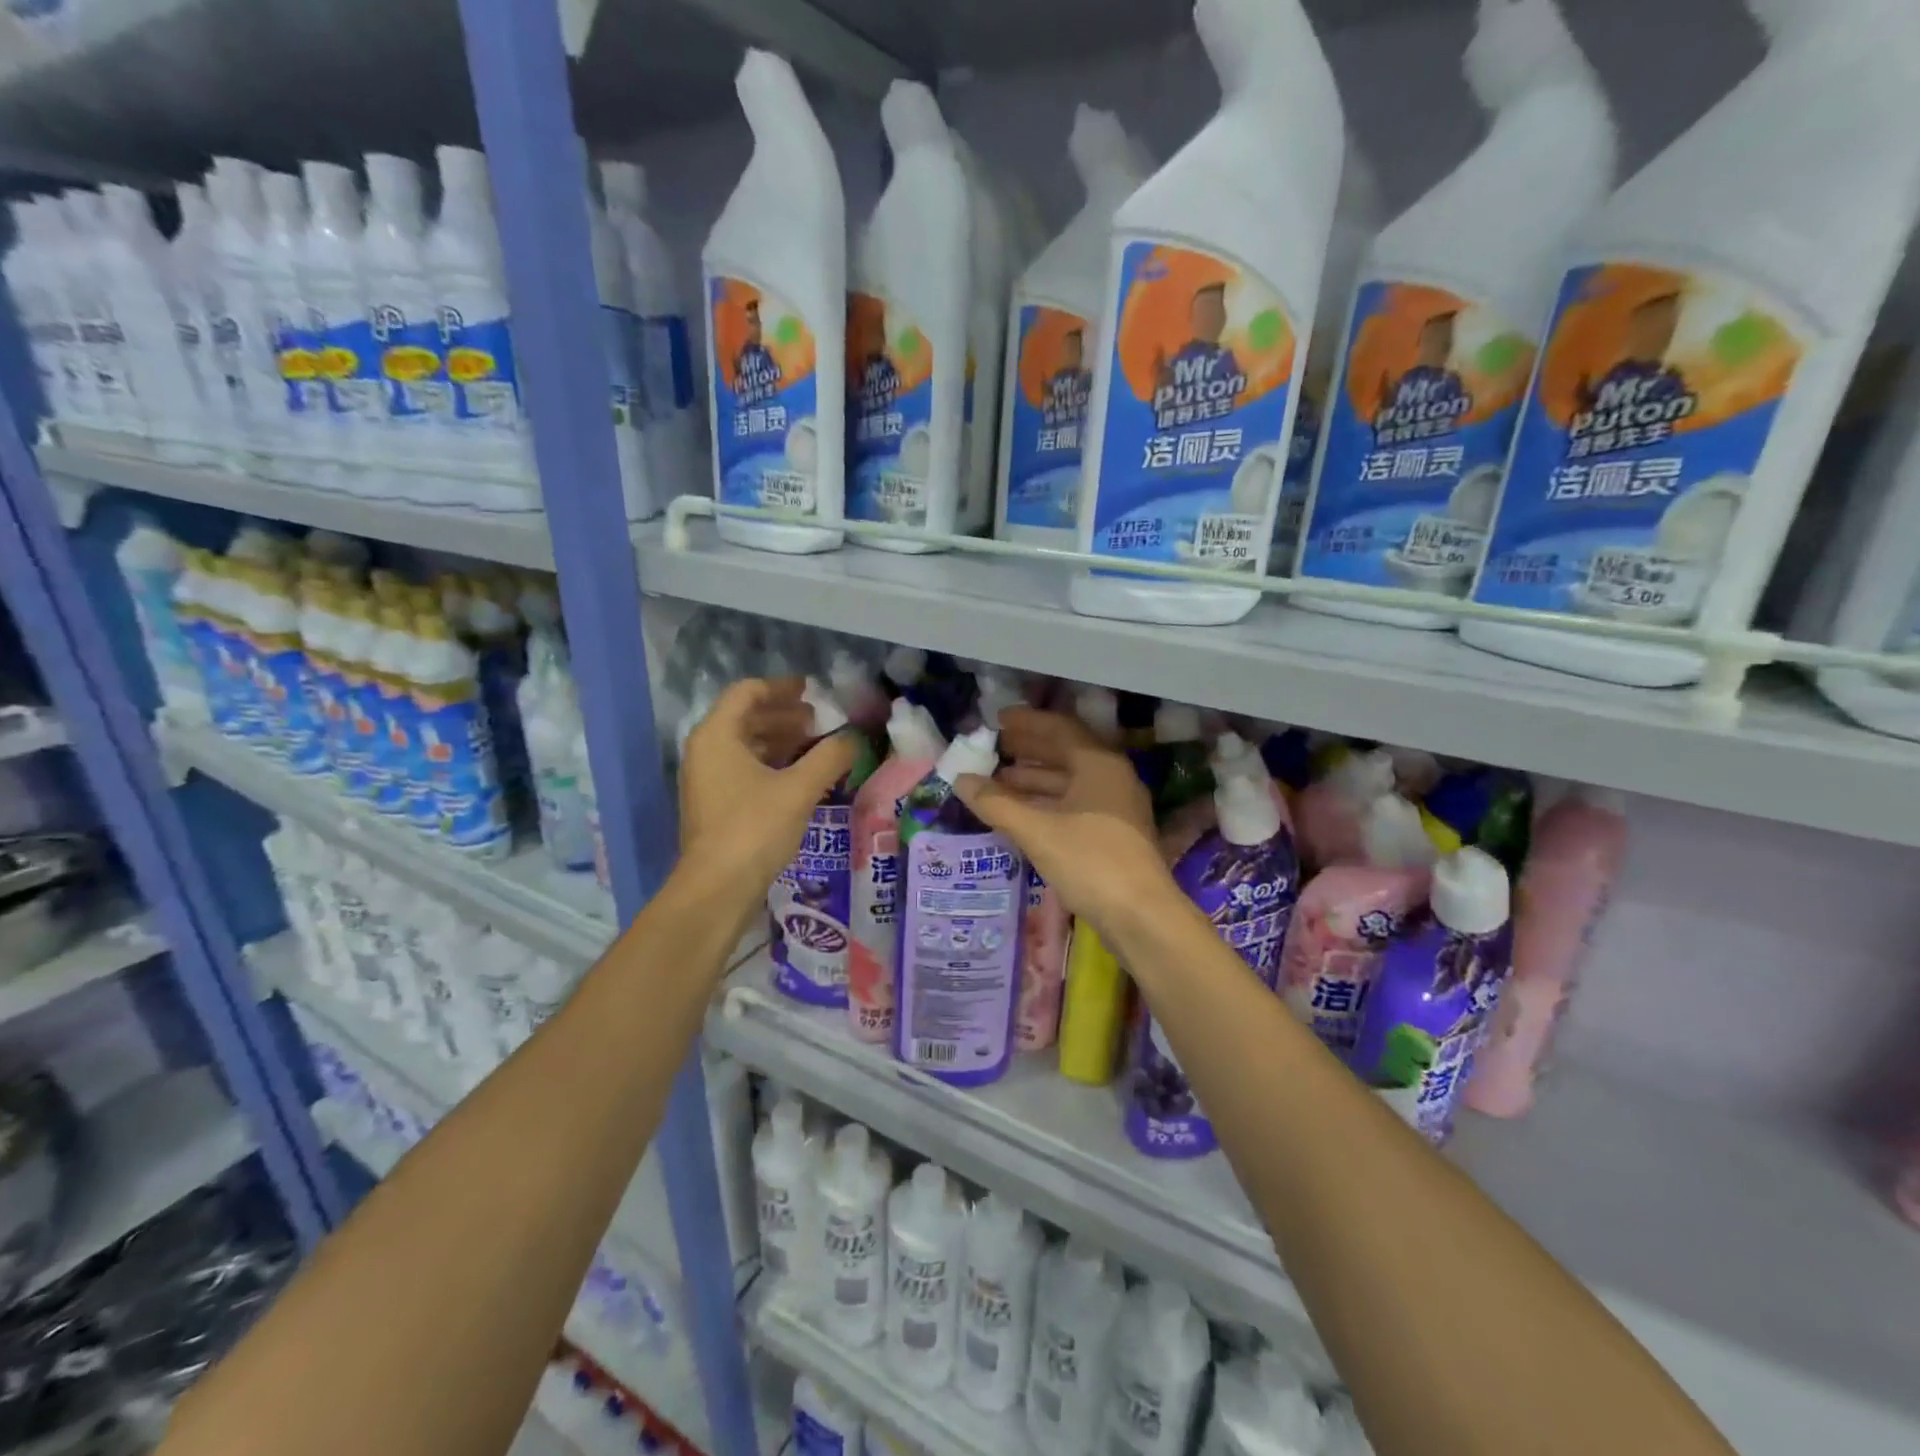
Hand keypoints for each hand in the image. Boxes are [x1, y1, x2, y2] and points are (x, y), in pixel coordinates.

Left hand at [677, 678, 856, 898]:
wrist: (718, 888)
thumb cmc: (754, 828)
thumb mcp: (799, 788)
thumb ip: (830, 757)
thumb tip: (854, 738)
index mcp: (717, 735)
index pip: (747, 693)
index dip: (782, 688)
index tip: (813, 691)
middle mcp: (705, 751)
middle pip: (746, 717)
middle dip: (785, 715)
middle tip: (821, 721)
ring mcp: (707, 779)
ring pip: (746, 745)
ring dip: (781, 740)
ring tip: (817, 746)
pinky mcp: (715, 805)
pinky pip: (744, 769)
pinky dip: (772, 764)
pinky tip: (801, 776)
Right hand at [954, 706, 1172, 935]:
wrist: (1141, 915)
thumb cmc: (1090, 861)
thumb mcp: (1037, 830)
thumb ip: (996, 803)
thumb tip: (960, 780)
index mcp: (1098, 763)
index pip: (1059, 728)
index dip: (1026, 722)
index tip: (997, 720)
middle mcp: (1111, 777)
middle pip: (1064, 753)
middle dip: (1027, 750)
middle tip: (993, 748)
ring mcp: (1115, 807)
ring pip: (1068, 782)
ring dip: (1033, 779)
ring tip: (997, 781)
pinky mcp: (1113, 834)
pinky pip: (1073, 805)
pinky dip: (1046, 803)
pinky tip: (1020, 813)